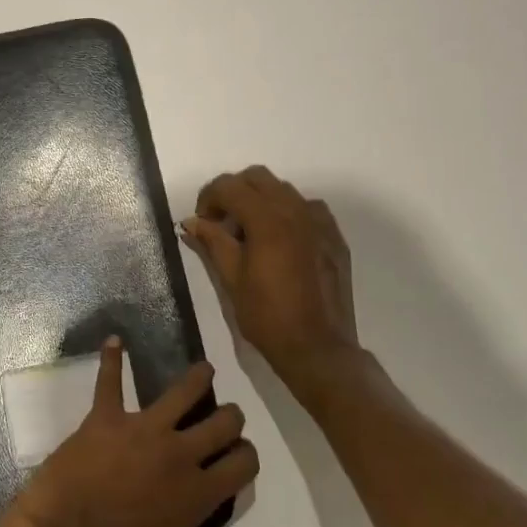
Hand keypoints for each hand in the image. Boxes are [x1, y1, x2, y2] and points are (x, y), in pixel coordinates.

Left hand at [5, 341, 256, 526]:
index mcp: (197, 495)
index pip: (243, 464)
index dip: (247, 457)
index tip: (239, 456)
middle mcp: (179, 454)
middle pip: (224, 421)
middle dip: (231, 418)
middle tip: (224, 418)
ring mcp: (142, 429)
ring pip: (184, 390)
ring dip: (198, 377)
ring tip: (203, 370)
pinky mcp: (105, 417)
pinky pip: (110, 380)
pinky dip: (112, 358)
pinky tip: (114, 341)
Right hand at [181, 166, 366, 401]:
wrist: (319, 349)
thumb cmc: (268, 316)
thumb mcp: (231, 279)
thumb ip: (212, 242)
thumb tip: (192, 221)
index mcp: (267, 219)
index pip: (229, 186)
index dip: (208, 197)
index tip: (202, 222)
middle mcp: (296, 210)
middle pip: (257, 178)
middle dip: (234, 192)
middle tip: (222, 223)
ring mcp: (319, 221)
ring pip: (283, 190)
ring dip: (260, 200)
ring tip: (250, 233)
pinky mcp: (334, 236)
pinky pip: (306, 208)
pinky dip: (287, 213)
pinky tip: (280, 241)